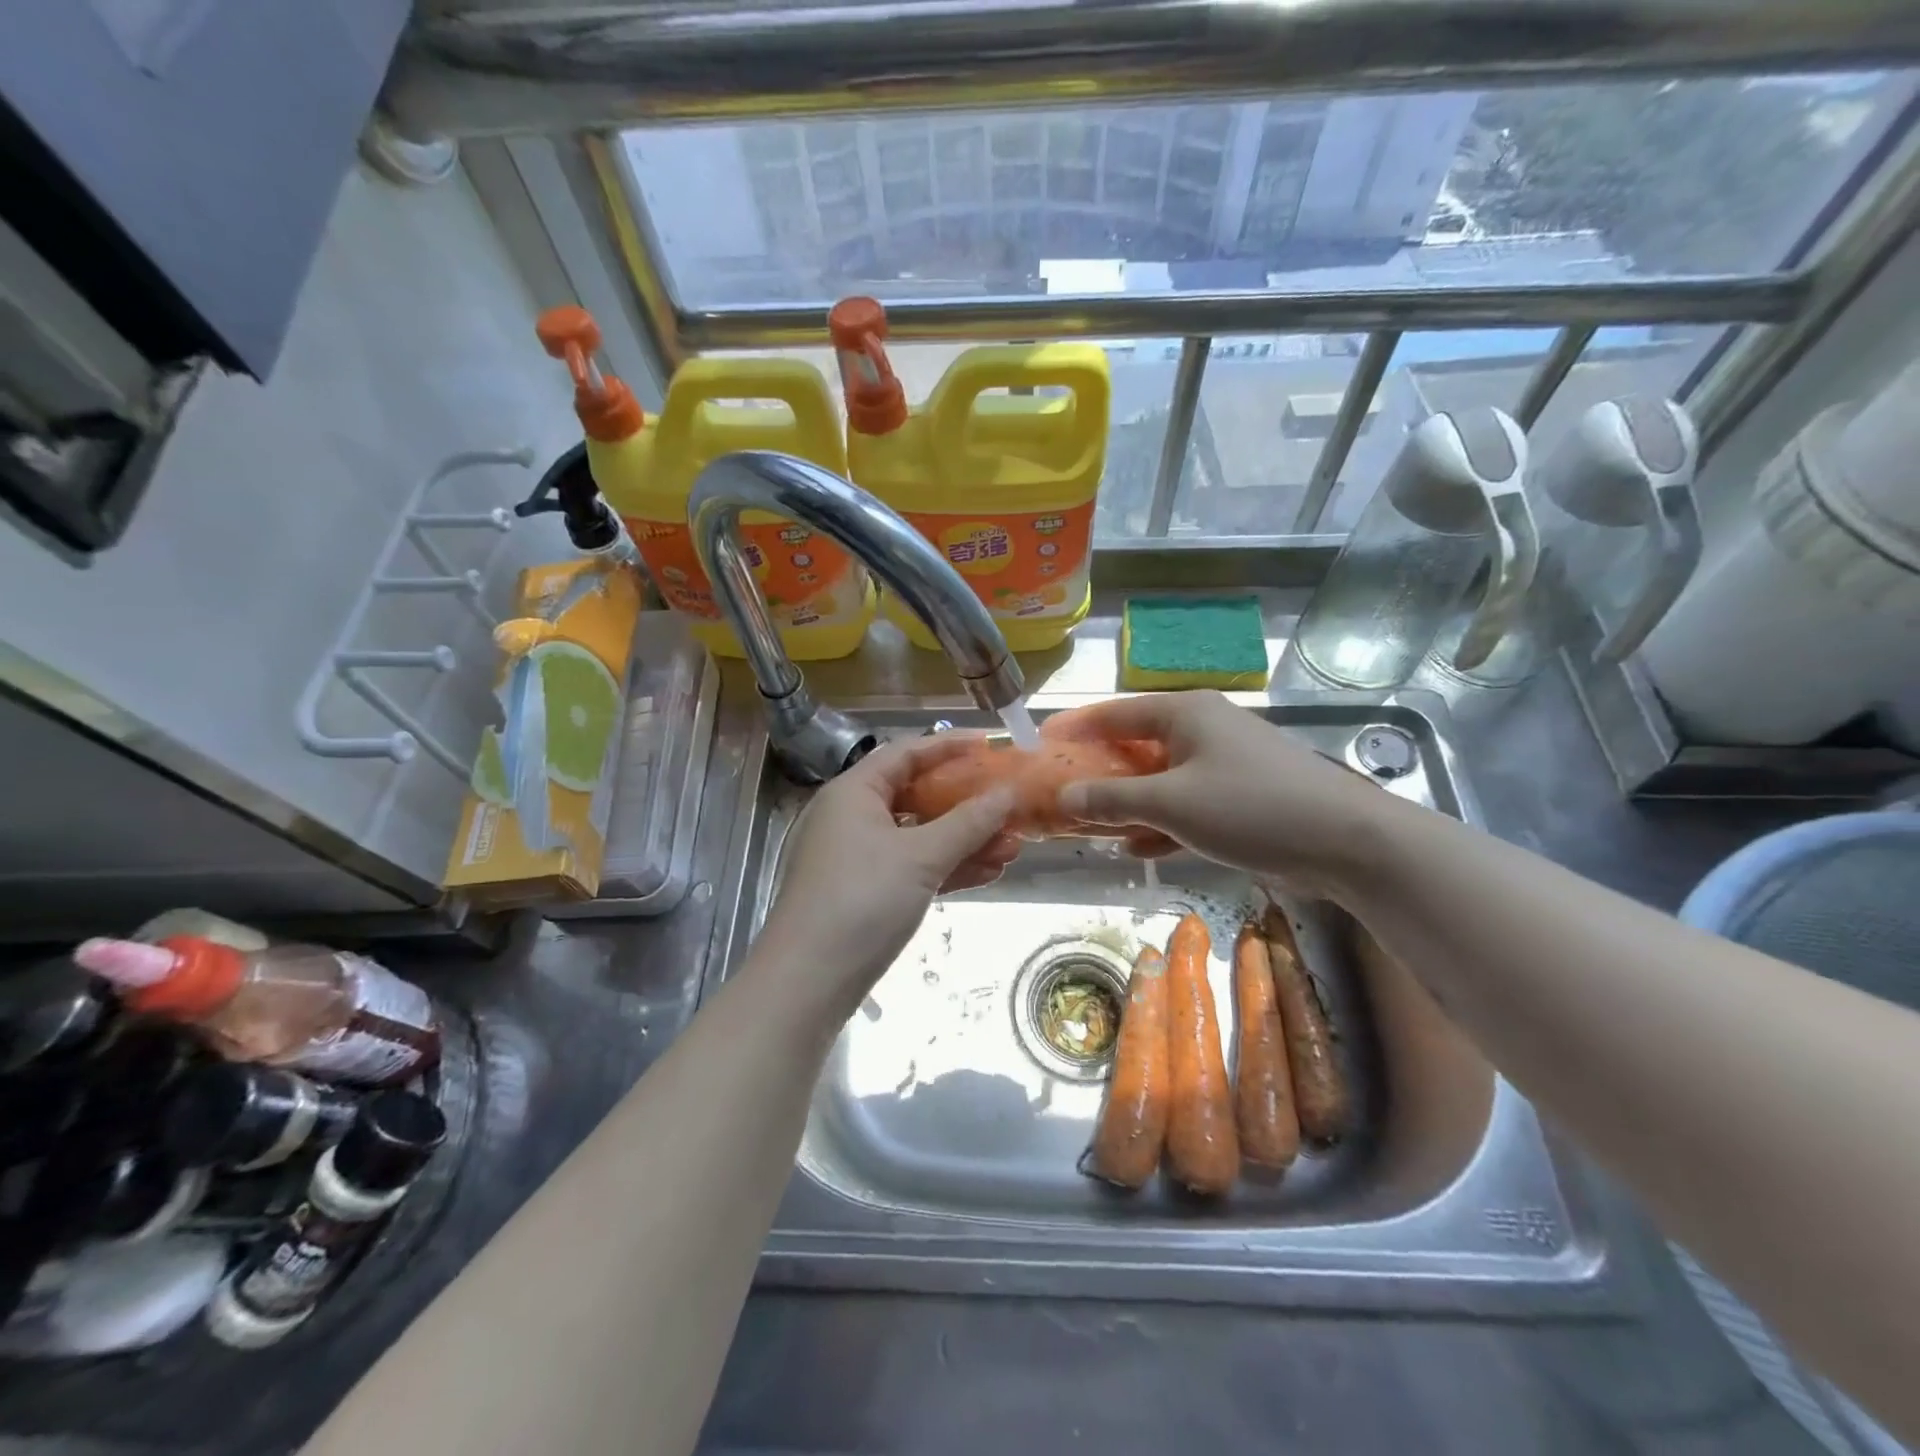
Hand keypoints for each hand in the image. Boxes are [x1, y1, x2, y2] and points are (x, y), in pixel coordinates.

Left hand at [751, 734, 1018, 1018]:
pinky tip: (988, 873)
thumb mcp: (921, 857)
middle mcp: (854, 816)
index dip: (952, 746)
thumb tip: (1008, 793)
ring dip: (965, 840)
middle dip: (968, 804)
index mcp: (855, 792)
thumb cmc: (861, 900)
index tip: (994, 746)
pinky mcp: (867, 892)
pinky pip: (914, 867)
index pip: (908, 753)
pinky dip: (947, 868)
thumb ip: (968, 822)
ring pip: (920, 836)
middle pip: (918, 795)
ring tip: (1013, 846)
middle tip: (1011, 805)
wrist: (809, 982)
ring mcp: (860, 856)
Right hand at [1044, 692, 1391, 897]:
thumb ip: (1113, 797)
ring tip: (1089, 825)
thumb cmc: (1250, 807)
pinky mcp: (1239, 796)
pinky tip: (1136, 847)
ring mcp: (1223, 763)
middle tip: (1060, 791)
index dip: (1074, 728)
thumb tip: (1065, 793)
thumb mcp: (1171, 802)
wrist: (1346, 842)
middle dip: (1098, 772)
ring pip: (1159, 778)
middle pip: (1135, 745)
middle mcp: (1202, 729)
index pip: (1114, 713)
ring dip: (1127, 802)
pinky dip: (1160, 821)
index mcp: (1184, 713)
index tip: (1039, 742)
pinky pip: (1185, 803)